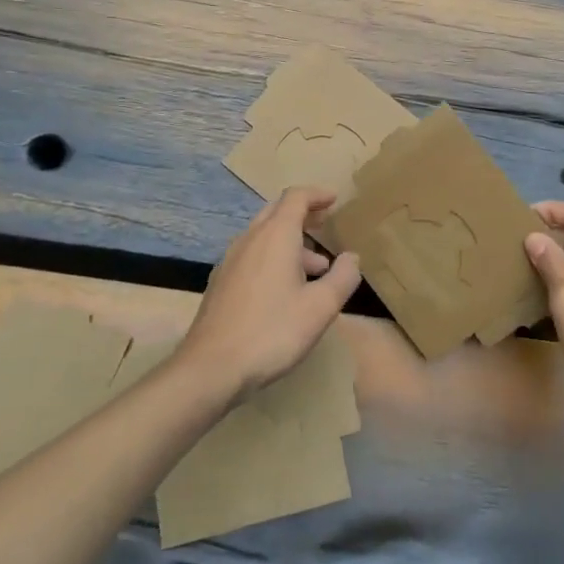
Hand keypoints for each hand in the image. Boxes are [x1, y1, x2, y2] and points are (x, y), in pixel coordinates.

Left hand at [179, 187, 361, 403]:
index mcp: (275, 236)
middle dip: (303, 214)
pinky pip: (252, 255)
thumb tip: (352, 257)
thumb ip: (343, 277)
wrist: (211, 368)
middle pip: (277, 212)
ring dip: (290, 242)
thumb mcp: (321, 307)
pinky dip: (273, 258)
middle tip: (325, 224)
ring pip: (264, 236)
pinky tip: (285, 290)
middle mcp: (250, 239)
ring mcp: (230, 260)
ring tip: (316, 269)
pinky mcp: (220, 282)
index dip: (317, 195)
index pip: (296, 197)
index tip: (334, 200)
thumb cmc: (272, 332)